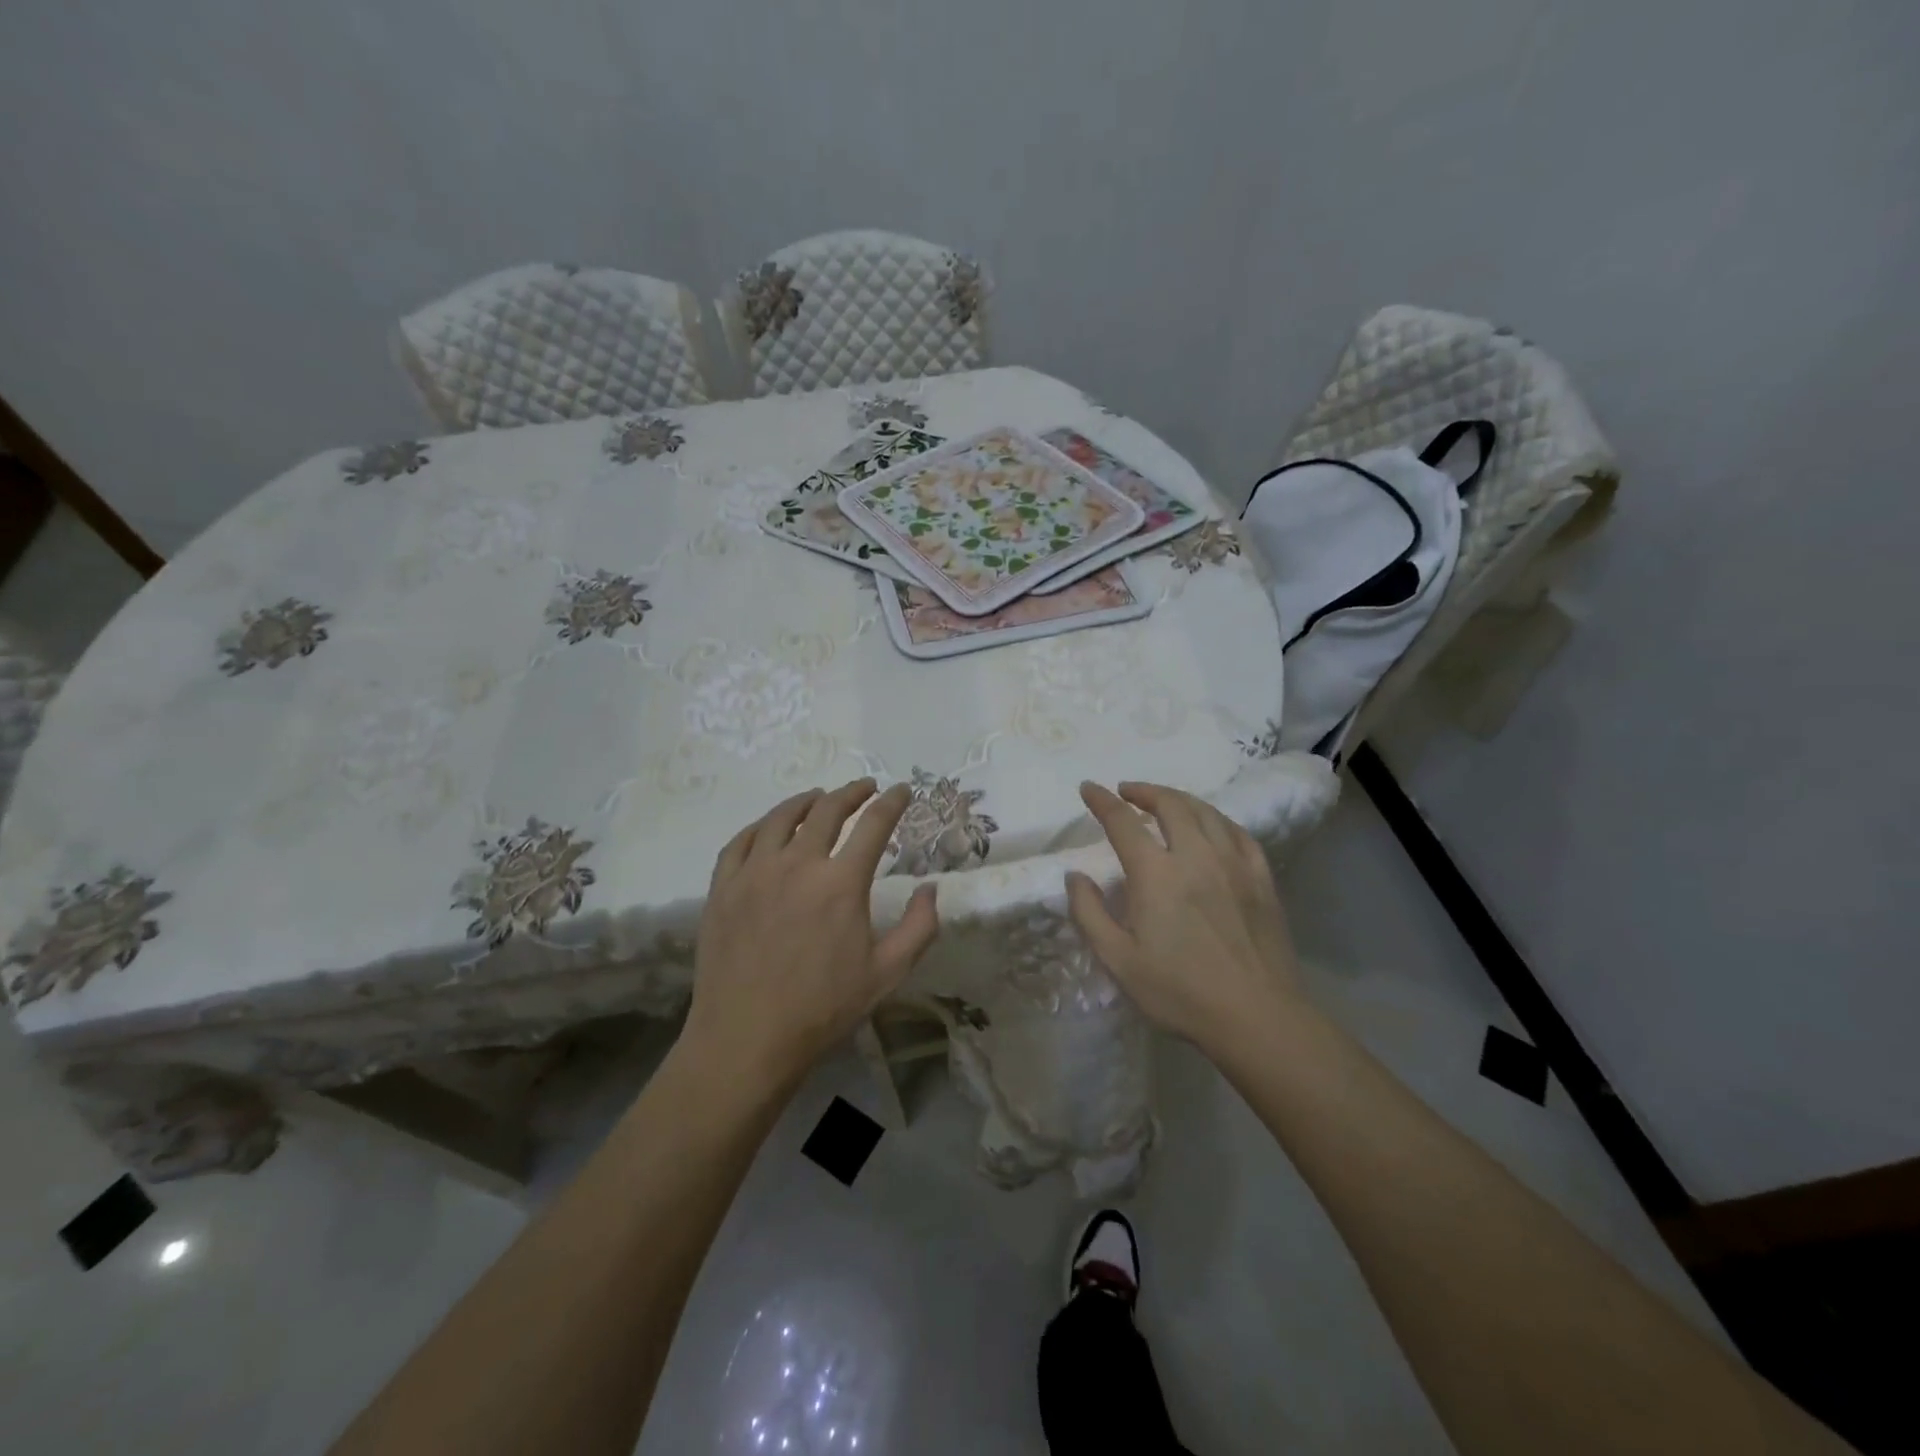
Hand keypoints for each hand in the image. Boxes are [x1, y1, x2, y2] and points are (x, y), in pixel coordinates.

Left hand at [682, 778, 938, 1089]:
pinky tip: (769, 828)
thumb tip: (930, 888)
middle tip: (865, 788)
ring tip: (818, 797)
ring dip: (806, 801)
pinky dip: (760, 826)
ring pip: (781, 817)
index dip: (892, 802)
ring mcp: (754, 873)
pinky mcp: (722, 888)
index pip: (874, 824)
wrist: (747, 1039)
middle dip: (852, 792)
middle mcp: (797, 865)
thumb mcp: (887, 973)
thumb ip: (919, 927)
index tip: (902, 790)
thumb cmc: (823, 1009)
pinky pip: (740, 842)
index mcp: (841, 883)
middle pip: (827, 810)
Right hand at [1066, 780, 1304, 1050]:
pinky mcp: (1261, 878)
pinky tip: (1211, 826)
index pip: (1122, 822)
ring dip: (1179, 799)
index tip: (1088, 788)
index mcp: (1156, 873)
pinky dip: (1217, 819)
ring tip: (1164, 802)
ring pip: (1206, 812)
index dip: (1102, 801)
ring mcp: (1234, 863)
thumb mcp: (1118, 961)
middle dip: (1144, 791)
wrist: (1257, 1016)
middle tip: (1126, 792)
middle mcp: (1196, 855)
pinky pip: (1238, 832)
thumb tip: (1075, 876)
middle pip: (1170, 804)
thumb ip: (1089, 913)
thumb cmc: (1180, 992)